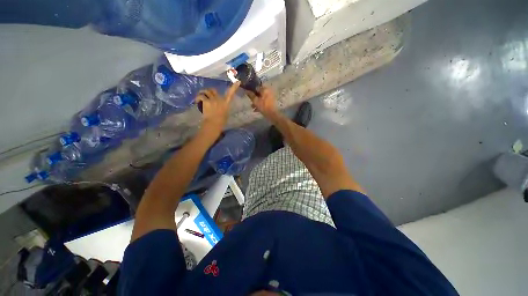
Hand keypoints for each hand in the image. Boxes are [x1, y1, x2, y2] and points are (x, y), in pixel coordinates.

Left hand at [196, 82, 239, 138]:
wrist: (214, 124)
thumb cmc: (221, 121)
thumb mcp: (225, 113)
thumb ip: (223, 106)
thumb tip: (221, 104)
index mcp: (226, 103)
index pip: (231, 93)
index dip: (234, 87)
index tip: (238, 82)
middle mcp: (220, 99)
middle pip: (213, 90)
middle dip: (209, 92)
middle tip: (206, 96)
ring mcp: (213, 100)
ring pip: (206, 92)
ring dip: (202, 94)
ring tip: (199, 99)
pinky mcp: (206, 101)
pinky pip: (201, 96)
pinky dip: (198, 98)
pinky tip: (197, 102)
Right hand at [246, 86, 278, 118]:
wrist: (273, 114)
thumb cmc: (263, 107)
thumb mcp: (255, 101)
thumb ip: (251, 95)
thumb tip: (246, 90)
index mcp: (264, 89)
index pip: (256, 87)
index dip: (251, 90)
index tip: (248, 94)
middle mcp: (268, 91)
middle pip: (259, 93)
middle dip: (254, 97)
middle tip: (250, 102)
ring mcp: (270, 96)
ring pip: (261, 98)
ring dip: (256, 102)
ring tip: (253, 107)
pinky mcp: (271, 102)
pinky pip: (264, 101)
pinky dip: (260, 104)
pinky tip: (256, 110)